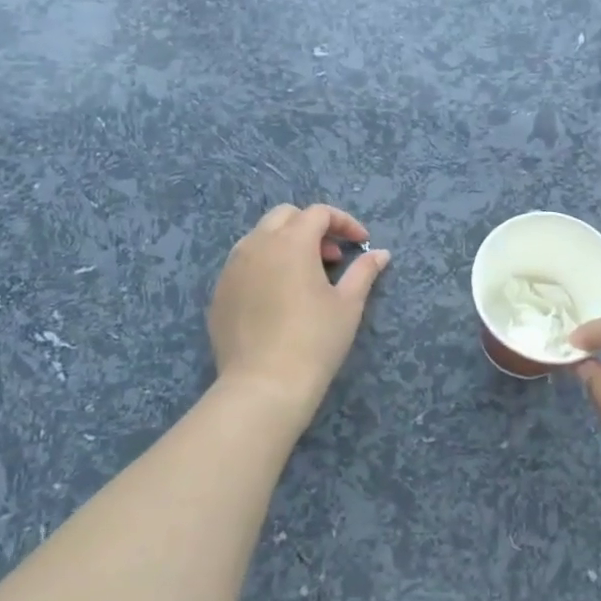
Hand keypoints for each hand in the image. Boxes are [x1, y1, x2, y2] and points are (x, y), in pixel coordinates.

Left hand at [208, 204, 390, 432]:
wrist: (263, 386)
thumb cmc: (314, 341)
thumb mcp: (348, 304)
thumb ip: (364, 271)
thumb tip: (381, 253)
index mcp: (291, 241)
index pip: (319, 213)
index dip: (344, 222)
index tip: (361, 243)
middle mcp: (257, 244)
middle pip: (285, 216)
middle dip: (311, 227)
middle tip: (331, 257)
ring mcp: (232, 268)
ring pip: (259, 237)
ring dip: (285, 244)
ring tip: (304, 276)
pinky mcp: (218, 293)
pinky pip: (243, 265)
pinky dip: (264, 266)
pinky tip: (278, 297)